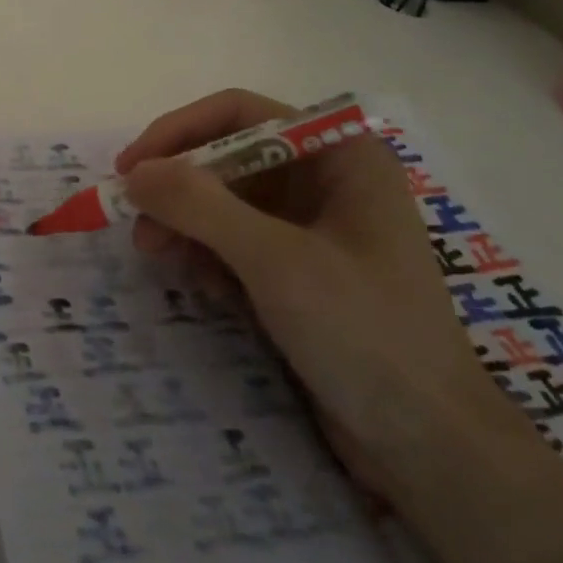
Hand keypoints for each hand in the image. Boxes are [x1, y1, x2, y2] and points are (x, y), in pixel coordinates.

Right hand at [118, 90, 533, 500]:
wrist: (429, 448)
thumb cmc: (364, 334)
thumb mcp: (275, 261)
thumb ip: (200, 205)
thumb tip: (135, 172)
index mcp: (339, 155)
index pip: (239, 114)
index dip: (179, 132)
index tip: (133, 167)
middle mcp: (325, 180)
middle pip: (227, 157)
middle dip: (179, 188)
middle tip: (137, 222)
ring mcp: (312, 227)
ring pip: (225, 201)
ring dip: (186, 223)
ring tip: (156, 256)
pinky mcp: (299, 270)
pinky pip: (236, 241)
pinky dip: (209, 255)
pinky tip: (205, 288)